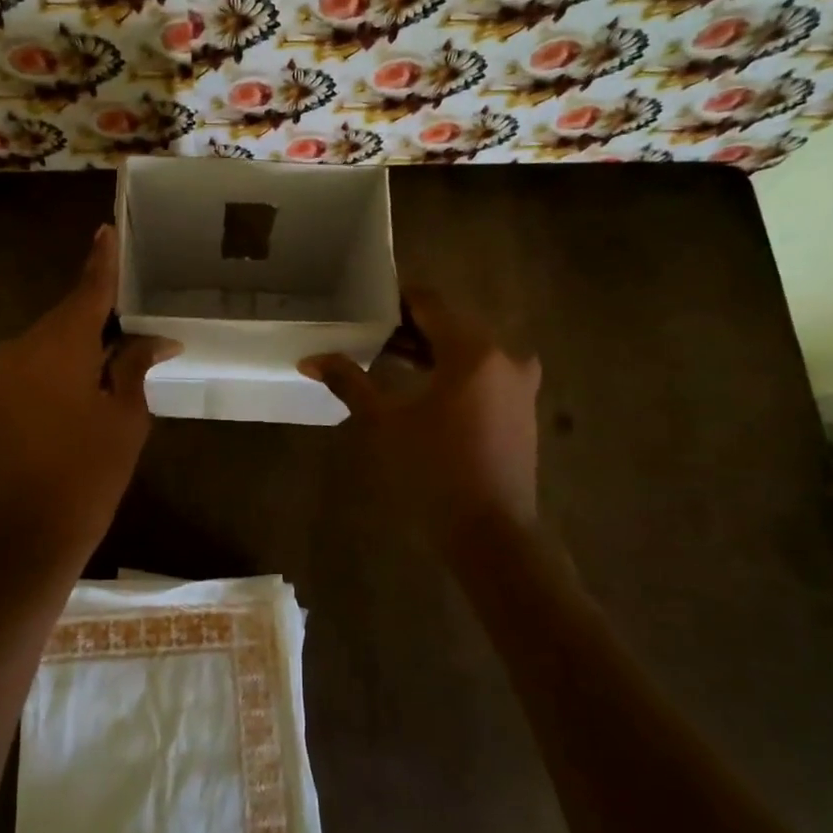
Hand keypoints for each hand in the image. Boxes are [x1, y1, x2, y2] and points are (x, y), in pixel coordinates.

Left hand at [0, 225, 175, 566]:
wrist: (31, 530)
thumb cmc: (89, 472)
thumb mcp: (125, 415)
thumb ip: (134, 365)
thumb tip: (155, 338)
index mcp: (58, 344)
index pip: (88, 289)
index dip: (102, 260)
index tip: (107, 228)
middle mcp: (26, 344)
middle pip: (72, 311)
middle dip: (104, 309)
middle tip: (142, 308)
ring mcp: (10, 367)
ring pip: (57, 334)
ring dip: (89, 335)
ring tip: (128, 341)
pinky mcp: (5, 389)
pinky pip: (44, 355)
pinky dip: (71, 354)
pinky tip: (99, 366)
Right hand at [300, 288, 542, 534]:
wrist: (491, 533)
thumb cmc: (434, 471)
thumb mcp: (385, 422)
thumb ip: (349, 382)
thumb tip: (310, 359)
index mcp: (473, 351)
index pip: (431, 303)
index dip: (397, 299)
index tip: (366, 303)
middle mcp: (504, 356)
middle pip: (452, 323)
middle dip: (411, 325)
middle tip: (370, 330)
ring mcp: (519, 383)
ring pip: (469, 348)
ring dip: (432, 348)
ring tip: (389, 354)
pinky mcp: (522, 407)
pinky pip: (484, 371)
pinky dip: (454, 369)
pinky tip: (424, 384)